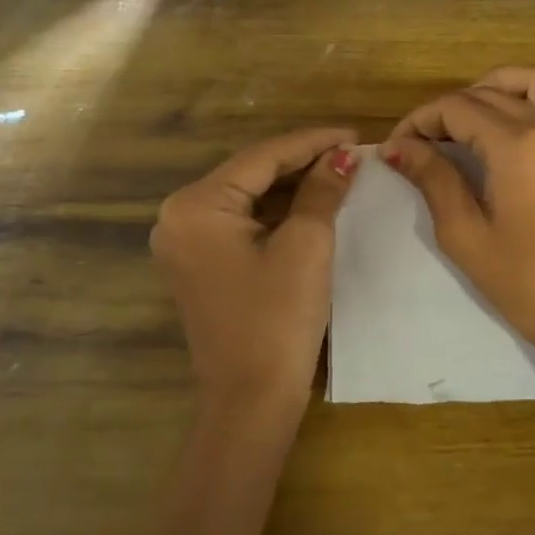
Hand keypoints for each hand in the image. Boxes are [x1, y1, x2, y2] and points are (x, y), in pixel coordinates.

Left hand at [151, 128, 359, 424]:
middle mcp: (179, 217)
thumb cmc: (278, 319)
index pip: (262, 157)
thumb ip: (322, 190)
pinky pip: (242, 223)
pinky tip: (312, 202)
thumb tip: (343, 156)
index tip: (355, 134)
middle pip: (251, 174)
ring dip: (292, 185)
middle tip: (351, 152)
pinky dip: (277, 212)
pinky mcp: (201, 264)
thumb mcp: (306, 246)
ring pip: (248, 197)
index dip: (312, 142)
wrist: (251, 401)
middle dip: (302, 161)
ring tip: (339, 171)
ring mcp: (186, 243)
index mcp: (196, 206)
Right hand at [385, 67, 534, 419]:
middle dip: (451, 108)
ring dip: (507, 85)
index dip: (421, 120)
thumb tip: (397, 146)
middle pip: (493, 93)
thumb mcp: (464, 234)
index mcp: (516, 147)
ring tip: (480, 110)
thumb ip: (433, 178)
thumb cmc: (521, 283)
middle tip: (427, 139)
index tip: (400, 144)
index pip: (457, 109)